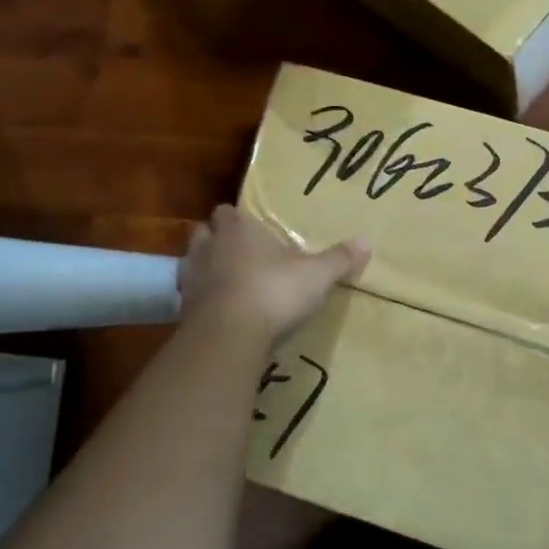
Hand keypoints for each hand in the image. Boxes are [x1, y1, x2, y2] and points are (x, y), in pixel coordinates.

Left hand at [178, 204, 368, 346]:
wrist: (228, 337)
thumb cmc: (273, 292)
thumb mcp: (317, 276)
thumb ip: (339, 259)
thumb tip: (366, 242)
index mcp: (238, 230)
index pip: (227, 212)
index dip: (237, 219)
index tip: (252, 229)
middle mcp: (209, 247)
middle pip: (203, 233)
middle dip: (216, 240)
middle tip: (238, 253)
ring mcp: (191, 279)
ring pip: (191, 264)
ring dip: (205, 270)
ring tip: (227, 283)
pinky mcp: (182, 311)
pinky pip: (189, 298)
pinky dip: (202, 302)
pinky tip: (219, 313)